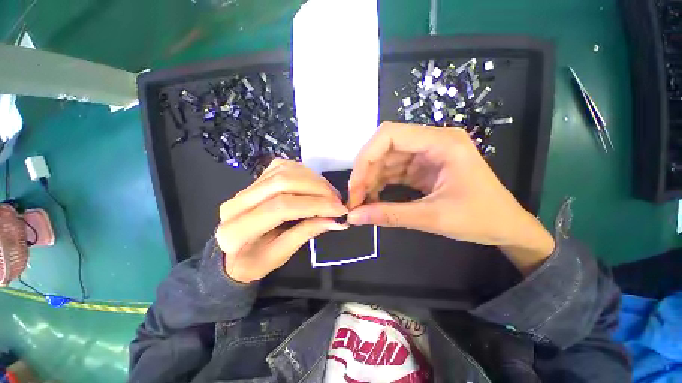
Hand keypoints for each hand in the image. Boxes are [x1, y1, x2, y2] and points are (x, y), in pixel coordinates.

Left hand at [216, 159, 348, 282]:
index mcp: (236, 232)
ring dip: (313, 180)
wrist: (232, 252)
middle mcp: (236, 203)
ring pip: (284, 171)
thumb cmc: (254, 262)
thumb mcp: (280, 256)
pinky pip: (283, 167)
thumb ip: (306, 233)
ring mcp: (245, 187)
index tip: (340, 210)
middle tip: (338, 201)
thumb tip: (335, 220)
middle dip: (318, 189)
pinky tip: (316, 185)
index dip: (315, 205)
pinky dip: (305, 173)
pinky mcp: (256, 179)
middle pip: (283, 183)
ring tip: (330, 194)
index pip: (281, 207)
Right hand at [347, 122, 553, 274]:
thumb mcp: (433, 218)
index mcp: (442, 143)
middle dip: (365, 173)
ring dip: (370, 180)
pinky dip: (380, 184)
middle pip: (384, 147)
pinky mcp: (422, 167)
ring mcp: (426, 154)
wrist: (507, 227)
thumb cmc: (481, 219)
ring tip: (362, 203)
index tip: (355, 187)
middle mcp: (431, 141)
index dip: (366, 158)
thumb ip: (390, 216)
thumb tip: (354, 218)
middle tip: (355, 200)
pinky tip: (373, 199)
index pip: (389, 135)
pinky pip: (393, 171)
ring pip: (386, 160)